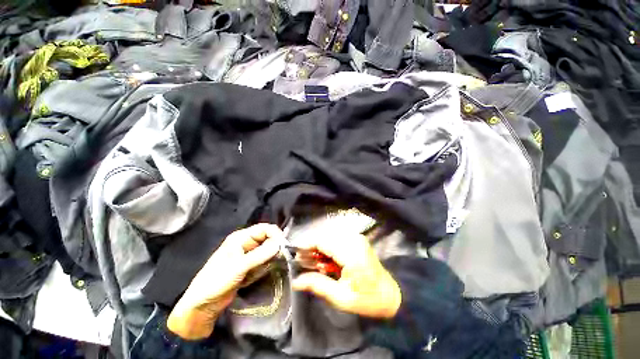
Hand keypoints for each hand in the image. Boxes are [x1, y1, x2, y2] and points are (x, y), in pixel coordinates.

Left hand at [167, 224, 284, 339]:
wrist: (202, 306)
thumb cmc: (216, 283)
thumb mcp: (239, 268)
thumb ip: (260, 255)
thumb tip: (280, 244)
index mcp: (241, 238)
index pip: (264, 228)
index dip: (276, 234)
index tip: (284, 246)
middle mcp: (246, 243)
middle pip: (267, 238)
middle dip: (275, 246)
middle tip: (281, 257)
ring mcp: (248, 255)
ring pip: (267, 249)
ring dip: (272, 256)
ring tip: (274, 265)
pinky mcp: (249, 266)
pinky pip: (264, 260)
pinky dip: (268, 264)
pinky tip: (267, 270)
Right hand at [291, 233, 401, 318]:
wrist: (390, 296)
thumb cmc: (367, 300)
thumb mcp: (341, 297)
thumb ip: (317, 285)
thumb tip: (296, 281)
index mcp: (351, 253)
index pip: (322, 241)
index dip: (307, 245)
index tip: (295, 254)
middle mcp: (354, 239)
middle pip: (325, 237)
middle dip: (313, 249)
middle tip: (305, 263)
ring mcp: (357, 238)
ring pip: (330, 237)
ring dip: (320, 249)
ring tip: (316, 265)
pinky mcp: (357, 240)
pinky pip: (337, 240)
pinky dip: (329, 249)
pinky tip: (327, 262)